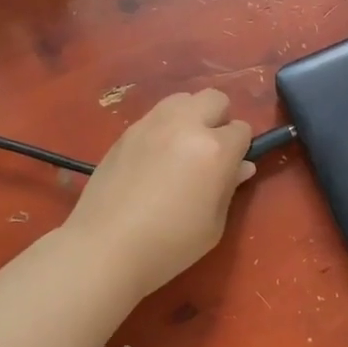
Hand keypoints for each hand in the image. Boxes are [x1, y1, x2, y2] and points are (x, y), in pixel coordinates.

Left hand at [63, 90, 254, 299]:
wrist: (105, 247)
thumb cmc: (169, 244)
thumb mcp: (213, 224)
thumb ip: (229, 188)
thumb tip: (241, 166)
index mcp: (214, 149)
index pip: (242, 129)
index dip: (241, 148)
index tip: (231, 168)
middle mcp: (185, 125)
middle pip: (214, 98)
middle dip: (219, 120)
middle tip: (210, 152)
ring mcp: (152, 124)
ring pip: (182, 99)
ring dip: (190, 117)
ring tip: (181, 149)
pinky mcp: (126, 132)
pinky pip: (155, 115)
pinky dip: (164, 128)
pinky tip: (154, 159)